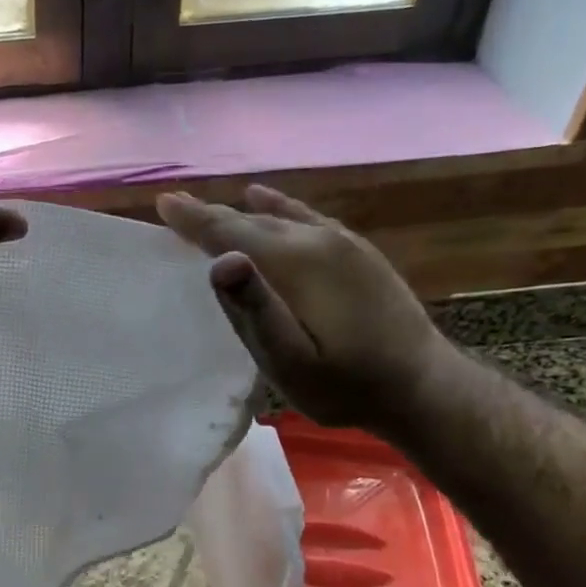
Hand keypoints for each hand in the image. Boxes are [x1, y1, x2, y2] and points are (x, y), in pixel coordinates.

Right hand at [156, 185, 452, 431]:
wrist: (422, 386)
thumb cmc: (345, 384)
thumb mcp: (291, 362)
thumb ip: (256, 311)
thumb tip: (221, 261)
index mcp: (295, 263)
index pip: (231, 231)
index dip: (194, 219)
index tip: (163, 202)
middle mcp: (317, 240)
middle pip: (251, 220)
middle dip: (211, 214)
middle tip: (175, 205)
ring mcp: (342, 243)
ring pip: (278, 217)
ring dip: (241, 212)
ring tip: (213, 207)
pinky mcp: (357, 252)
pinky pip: (306, 218)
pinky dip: (278, 208)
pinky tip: (266, 200)